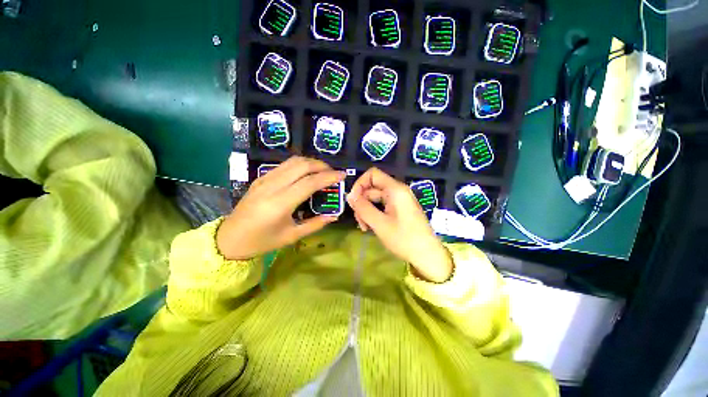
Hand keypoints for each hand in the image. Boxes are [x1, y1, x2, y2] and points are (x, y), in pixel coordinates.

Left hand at [217, 156, 345, 259]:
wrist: (230, 239)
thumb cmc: (263, 241)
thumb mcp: (292, 236)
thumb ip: (315, 224)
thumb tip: (334, 215)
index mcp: (280, 204)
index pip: (309, 182)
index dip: (328, 176)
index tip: (342, 175)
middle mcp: (272, 187)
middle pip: (301, 165)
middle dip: (321, 165)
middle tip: (333, 173)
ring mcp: (264, 180)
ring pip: (292, 161)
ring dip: (311, 162)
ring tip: (322, 171)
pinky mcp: (260, 178)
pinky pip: (284, 165)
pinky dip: (299, 164)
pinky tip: (306, 173)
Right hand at [347, 168, 452, 282]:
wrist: (428, 255)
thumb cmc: (404, 239)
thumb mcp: (380, 224)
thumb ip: (363, 208)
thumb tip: (349, 196)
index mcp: (395, 189)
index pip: (372, 174)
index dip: (359, 184)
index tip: (353, 201)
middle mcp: (398, 191)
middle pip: (372, 188)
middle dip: (362, 202)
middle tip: (359, 221)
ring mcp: (399, 200)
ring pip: (376, 198)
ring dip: (367, 210)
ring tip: (365, 227)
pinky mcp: (400, 209)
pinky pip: (382, 206)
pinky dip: (375, 214)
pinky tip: (372, 227)